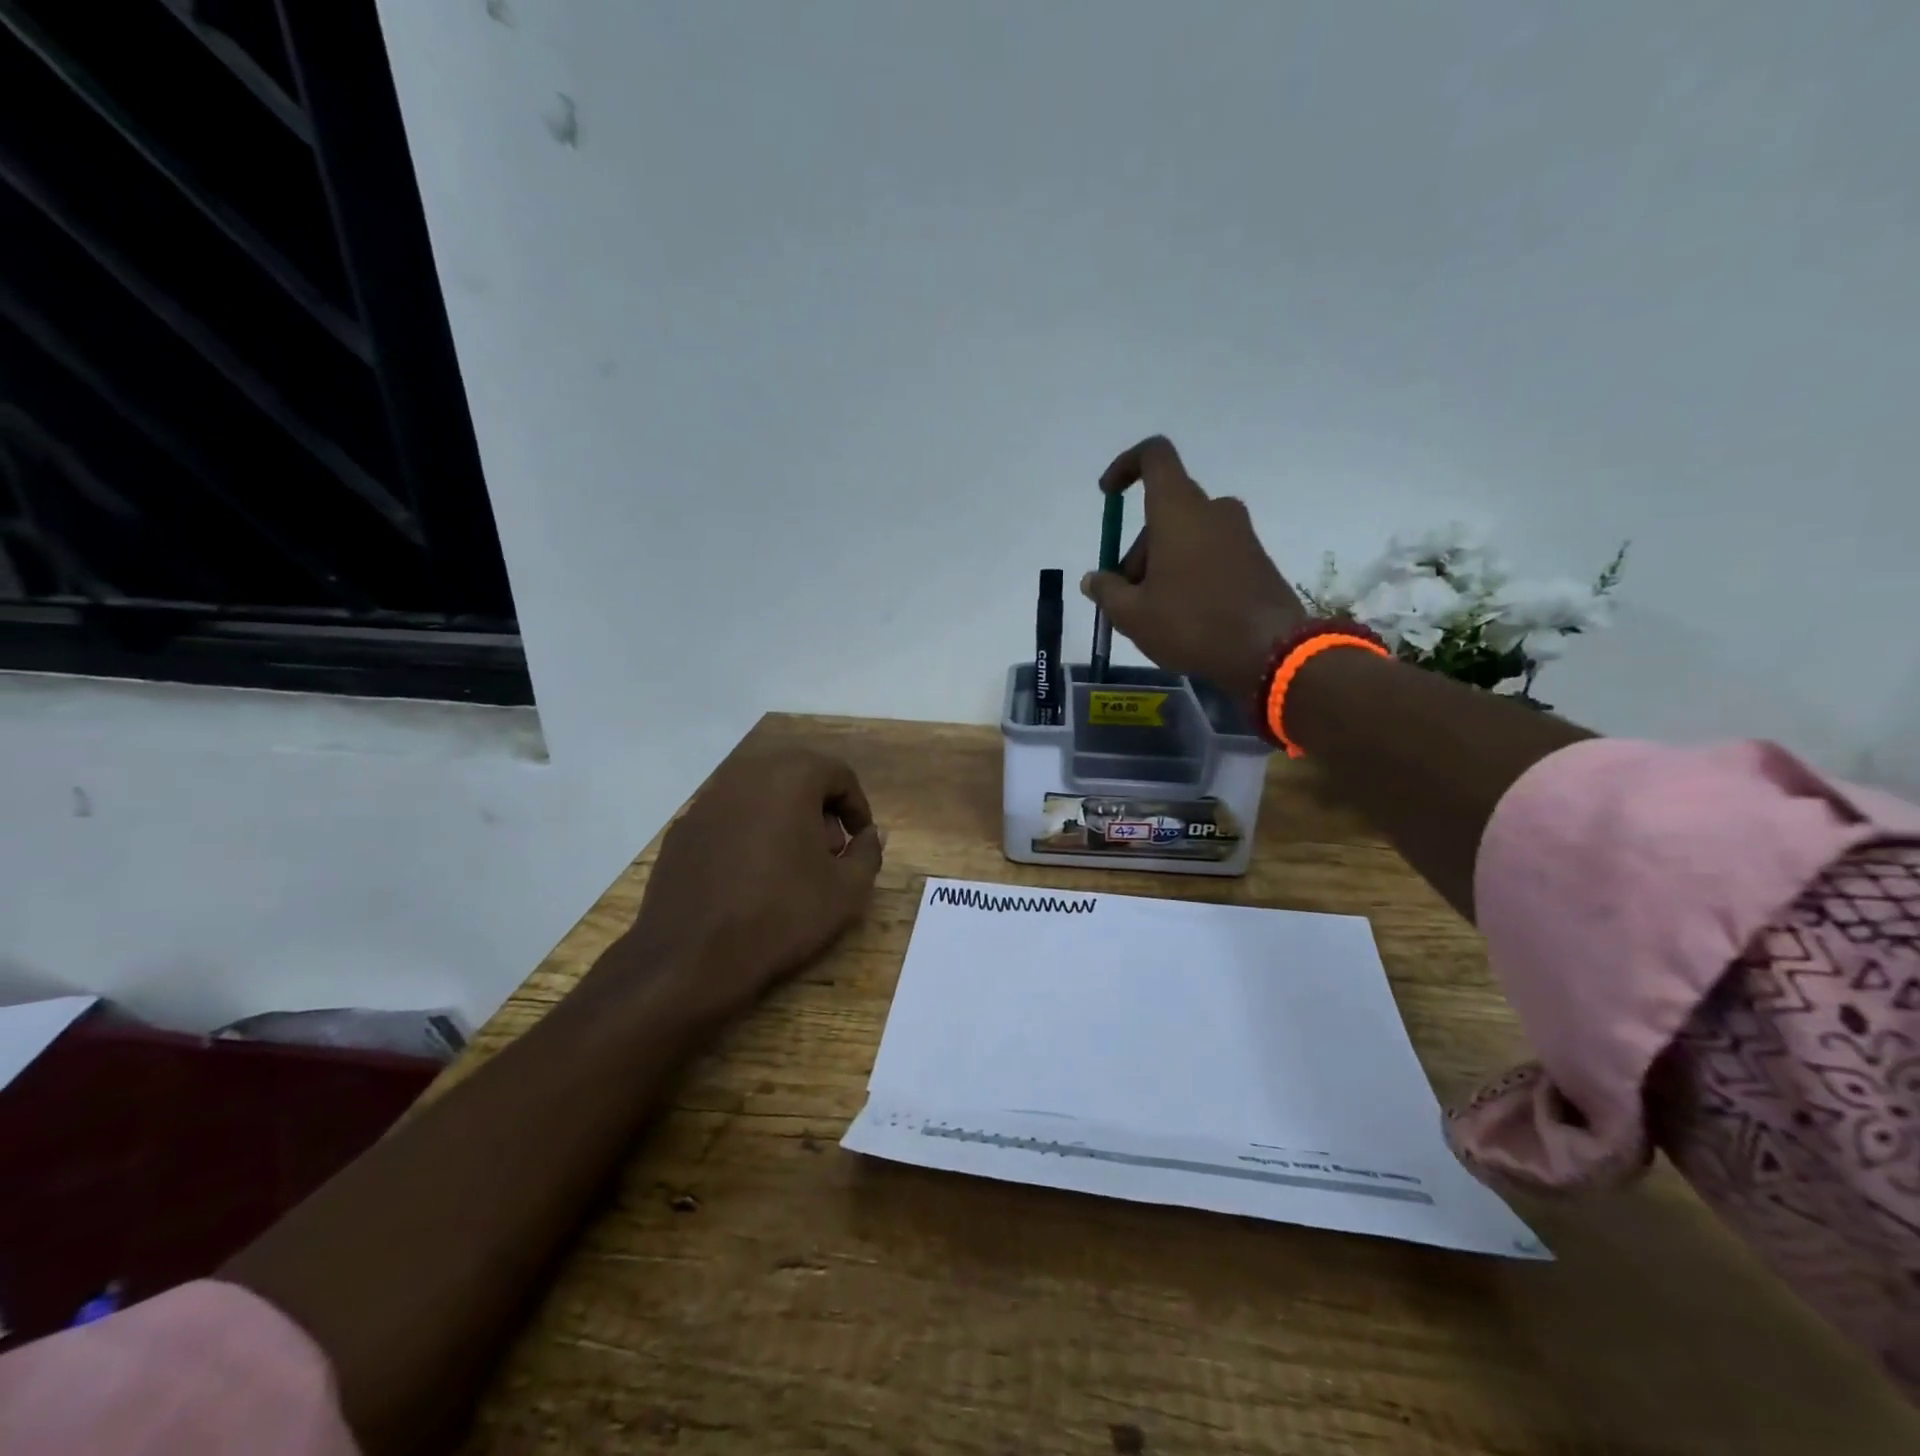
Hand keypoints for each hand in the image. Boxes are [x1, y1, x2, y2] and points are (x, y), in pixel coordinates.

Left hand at [610, 744, 883, 1020]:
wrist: (691, 958)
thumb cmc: (781, 916)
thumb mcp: (847, 890)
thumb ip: (868, 852)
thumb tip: (871, 834)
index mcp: (790, 778)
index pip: (838, 774)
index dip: (857, 806)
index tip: (860, 840)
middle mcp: (746, 776)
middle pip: (796, 777)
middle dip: (820, 809)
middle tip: (828, 852)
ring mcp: (707, 801)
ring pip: (760, 795)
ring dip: (783, 818)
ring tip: (790, 865)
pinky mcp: (683, 829)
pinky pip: (729, 818)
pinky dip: (748, 833)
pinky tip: (749, 876)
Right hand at [1082, 436, 1307, 702]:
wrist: (1270, 651)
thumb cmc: (1191, 624)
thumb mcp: (1132, 615)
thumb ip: (1107, 591)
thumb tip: (1093, 579)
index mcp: (1178, 510)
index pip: (1154, 457)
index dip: (1125, 467)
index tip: (1108, 495)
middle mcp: (1212, 510)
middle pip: (1164, 512)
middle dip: (1138, 549)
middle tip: (1126, 596)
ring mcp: (1239, 533)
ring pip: (1186, 536)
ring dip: (1162, 565)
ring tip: (1153, 615)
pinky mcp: (1256, 558)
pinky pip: (1210, 553)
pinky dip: (1189, 573)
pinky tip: (1184, 616)